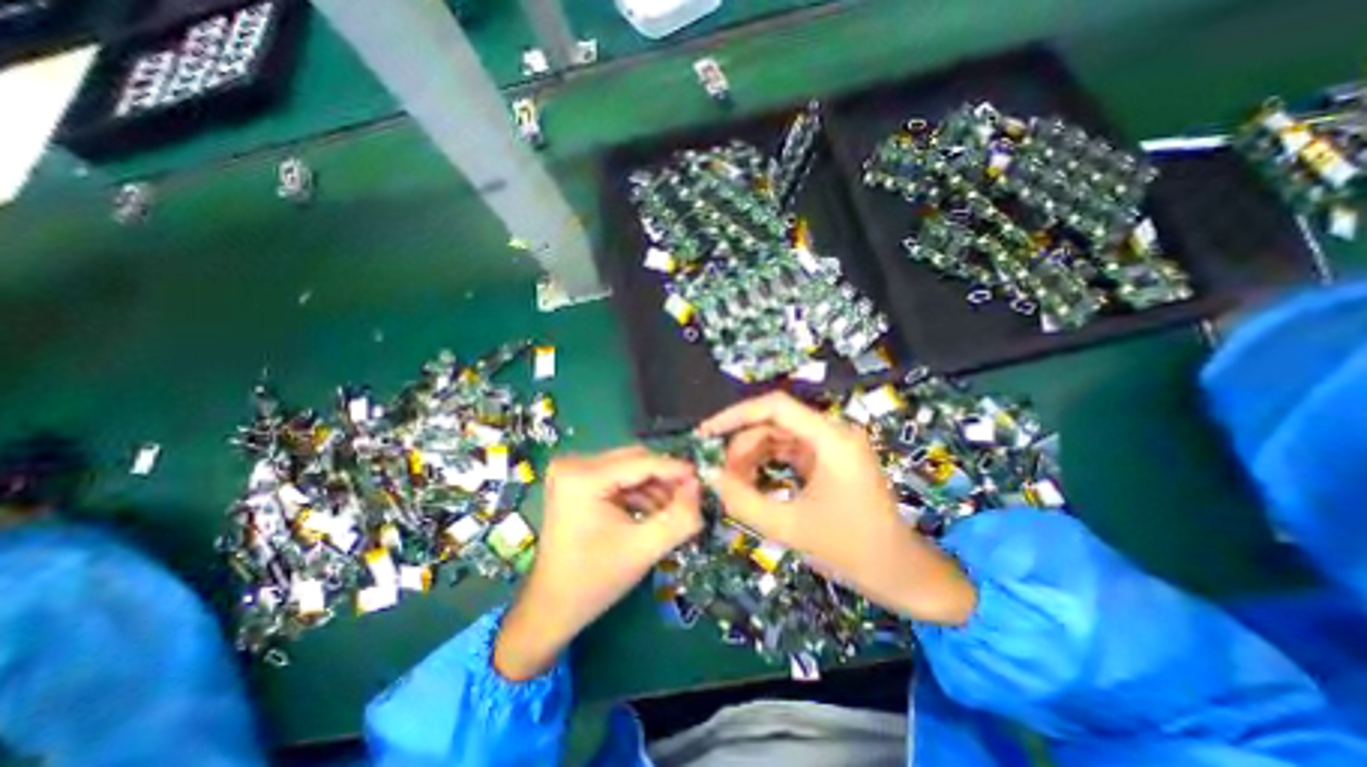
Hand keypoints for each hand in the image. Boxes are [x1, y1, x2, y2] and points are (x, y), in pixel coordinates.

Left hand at [493, 446, 705, 680]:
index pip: (641, 461)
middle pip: (635, 460)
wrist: (552, 606)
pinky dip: (637, 491)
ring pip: (628, 467)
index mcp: (583, 476)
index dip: (675, 469)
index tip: (702, 478)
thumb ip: (679, 517)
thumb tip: (698, 486)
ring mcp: (572, 470)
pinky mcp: (575, 480)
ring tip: (670, 510)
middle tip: (688, 498)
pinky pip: (617, 476)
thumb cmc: (595, 579)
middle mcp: (574, 463)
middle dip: (664, 479)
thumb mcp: (644, 548)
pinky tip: (650, 511)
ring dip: (652, 486)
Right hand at [698, 393, 975, 625]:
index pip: (774, 406)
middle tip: (720, 474)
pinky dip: (767, 463)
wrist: (901, 573)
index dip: (735, 415)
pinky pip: (789, 450)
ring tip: (733, 482)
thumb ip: (743, 501)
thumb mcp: (789, 528)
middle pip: (774, 422)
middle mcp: (833, 432)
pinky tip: (751, 481)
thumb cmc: (852, 550)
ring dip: (752, 454)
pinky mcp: (829, 459)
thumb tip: (710, 476)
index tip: (705, 433)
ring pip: (778, 435)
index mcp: (832, 438)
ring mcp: (832, 445)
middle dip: (742, 445)